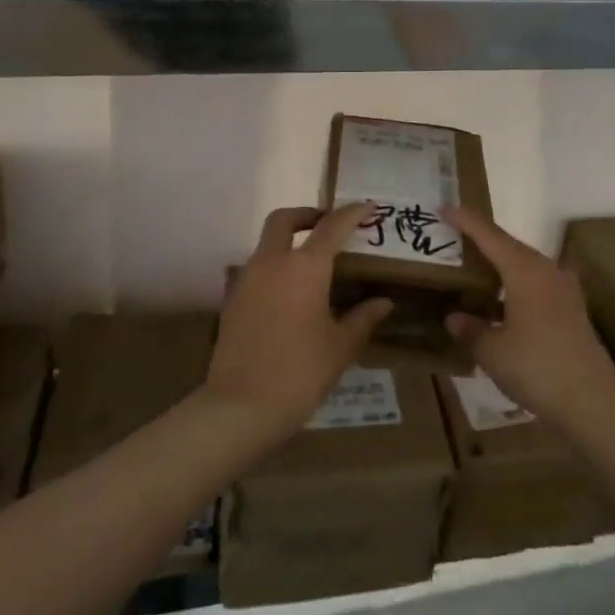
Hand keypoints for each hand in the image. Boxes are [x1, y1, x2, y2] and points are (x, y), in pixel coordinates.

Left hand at [204, 205, 393, 442]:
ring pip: (266, 244)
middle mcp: (272, 262)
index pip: (332, 226)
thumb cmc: (300, 372)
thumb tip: (383, 302)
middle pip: (284, 220)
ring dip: (288, 242)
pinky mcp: (232, 300)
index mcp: (305, 267)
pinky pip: (256, 270)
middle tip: (327, 226)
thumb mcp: (340, 346)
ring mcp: (247, 279)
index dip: (352, 213)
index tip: (367, 207)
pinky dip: (274, 269)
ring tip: (311, 265)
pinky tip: (288, 296)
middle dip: (307, 215)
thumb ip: (363, 318)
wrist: (240, 407)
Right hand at [443, 206, 614, 430]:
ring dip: (499, 264)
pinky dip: (514, 284)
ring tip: (473, 269)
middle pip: (508, 245)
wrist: (593, 401)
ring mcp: (563, 289)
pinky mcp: (571, 309)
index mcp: (524, 270)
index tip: (443, 208)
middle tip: (453, 238)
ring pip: (524, 264)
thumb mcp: (492, 351)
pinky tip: (500, 302)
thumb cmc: (537, 368)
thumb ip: (471, 329)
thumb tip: (454, 318)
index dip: (465, 220)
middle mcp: (546, 270)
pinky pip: (535, 283)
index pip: (489, 235)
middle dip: (481, 240)